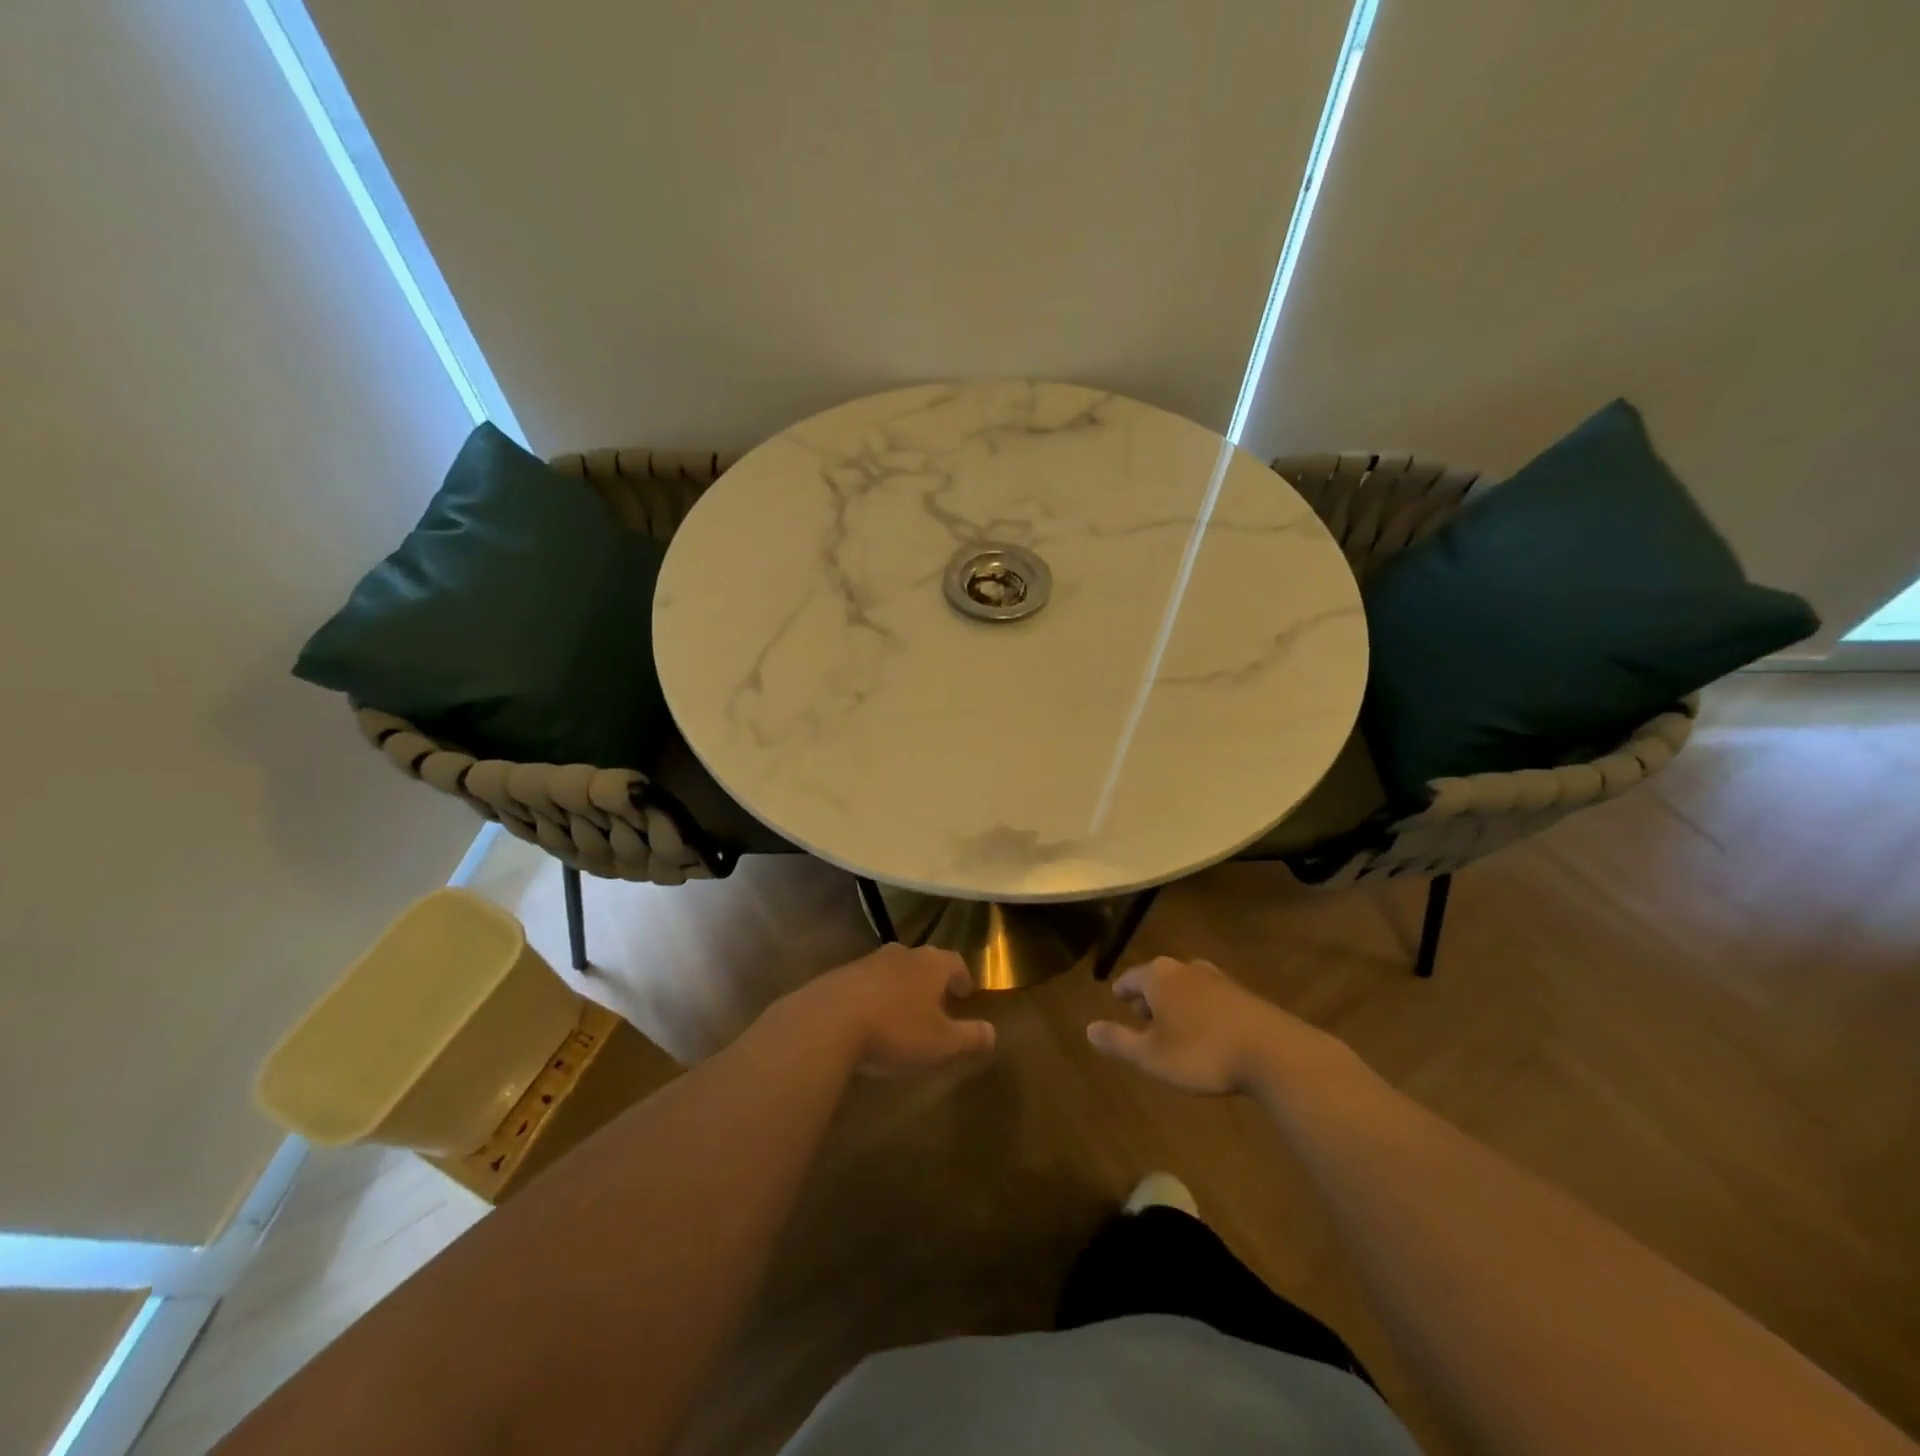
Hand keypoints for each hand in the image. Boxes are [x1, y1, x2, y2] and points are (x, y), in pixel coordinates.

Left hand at [779, 944, 995, 1077]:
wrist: (828, 1021)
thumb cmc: (895, 1029)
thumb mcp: (941, 1042)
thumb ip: (969, 1037)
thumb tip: (993, 1033)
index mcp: (930, 964)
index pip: (955, 962)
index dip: (962, 976)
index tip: (965, 992)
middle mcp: (901, 954)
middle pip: (923, 961)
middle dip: (931, 980)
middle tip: (936, 1002)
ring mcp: (868, 961)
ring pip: (893, 969)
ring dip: (901, 986)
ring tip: (902, 1011)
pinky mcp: (840, 975)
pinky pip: (866, 982)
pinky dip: (874, 995)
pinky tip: (869, 1018)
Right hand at [1086, 957, 1350, 1097]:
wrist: (1273, 1052)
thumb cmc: (1201, 1052)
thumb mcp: (1151, 1055)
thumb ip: (1119, 1041)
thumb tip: (1088, 1028)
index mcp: (1159, 976)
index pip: (1131, 978)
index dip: (1122, 991)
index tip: (1117, 999)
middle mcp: (1186, 968)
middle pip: (1159, 979)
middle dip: (1149, 997)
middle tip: (1143, 1017)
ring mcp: (1218, 979)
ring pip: (1186, 987)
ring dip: (1177, 1004)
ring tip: (1174, 1027)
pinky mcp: (1243, 995)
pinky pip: (1210, 998)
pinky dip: (1201, 1011)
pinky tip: (1207, 1033)